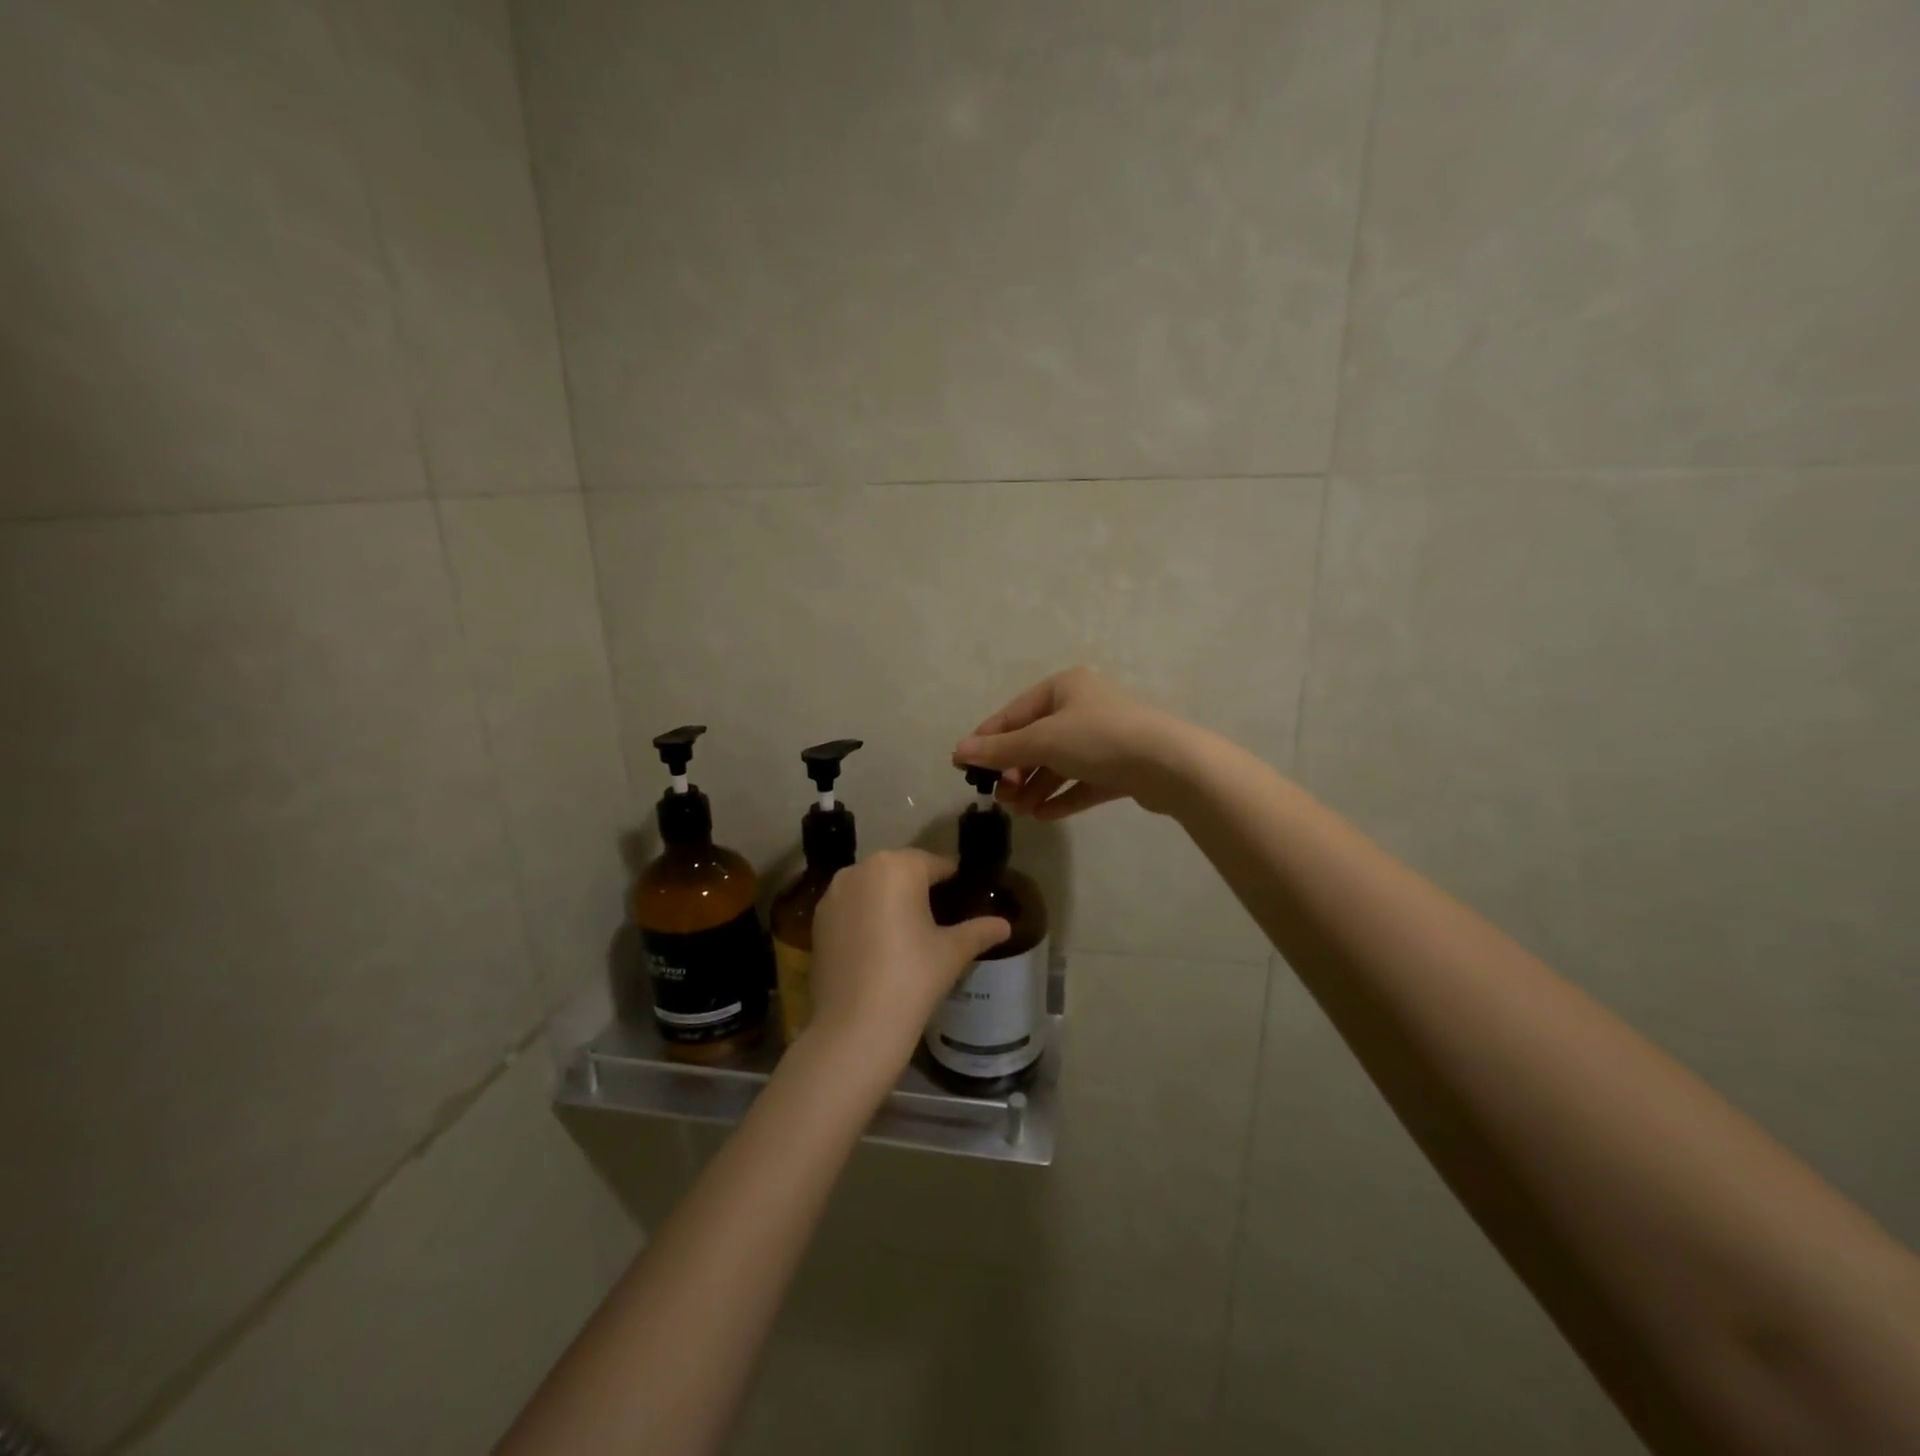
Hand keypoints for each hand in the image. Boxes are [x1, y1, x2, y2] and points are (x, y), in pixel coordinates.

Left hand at [810, 850, 1010, 1062]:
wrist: (855, 1026)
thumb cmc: (912, 978)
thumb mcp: (952, 952)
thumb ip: (979, 931)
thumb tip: (1005, 925)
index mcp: (897, 866)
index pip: (934, 863)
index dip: (952, 880)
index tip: (963, 897)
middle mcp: (860, 869)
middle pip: (900, 870)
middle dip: (918, 887)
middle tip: (938, 917)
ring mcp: (833, 894)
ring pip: (872, 887)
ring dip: (889, 900)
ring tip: (908, 932)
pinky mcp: (817, 920)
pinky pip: (851, 907)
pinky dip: (865, 916)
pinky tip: (878, 946)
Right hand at [953, 666, 1194, 818]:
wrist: (1169, 764)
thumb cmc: (1098, 739)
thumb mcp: (1042, 741)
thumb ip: (1000, 749)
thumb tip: (958, 751)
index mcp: (1065, 687)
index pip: (1015, 713)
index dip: (988, 739)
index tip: (964, 766)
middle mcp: (1084, 707)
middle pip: (1037, 740)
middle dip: (1016, 770)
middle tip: (1001, 797)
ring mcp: (1104, 738)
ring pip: (1059, 764)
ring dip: (1036, 788)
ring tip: (1021, 812)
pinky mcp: (1120, 767)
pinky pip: (1082, 782)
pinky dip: (1062, 797)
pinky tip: (1043, 815)